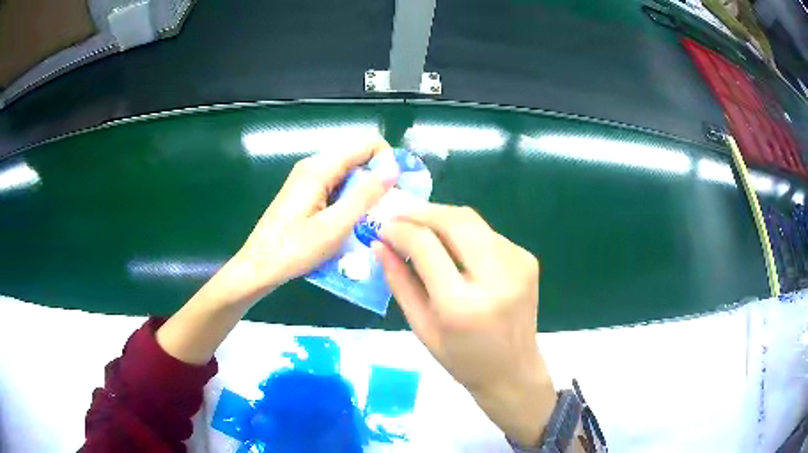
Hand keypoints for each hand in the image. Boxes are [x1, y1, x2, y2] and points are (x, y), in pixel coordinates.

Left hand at [156, 141, 395, 364]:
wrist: (258, 268)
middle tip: (388, 212)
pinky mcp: (305, 194)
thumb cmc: (293, 250)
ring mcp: (307, 180)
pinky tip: (352, 224)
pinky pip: (336, 189)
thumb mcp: (335, 226)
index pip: (366, 145)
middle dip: (378, 181)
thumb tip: (393, 167)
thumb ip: (365, 195)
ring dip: (364, 195)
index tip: (397, 191)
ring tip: (373, 222)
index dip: (387, 162)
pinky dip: (349, 202)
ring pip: (348, 176)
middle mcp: (313, 167)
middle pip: (357, 160)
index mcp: (319, 168)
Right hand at [373, 204, 555, 444]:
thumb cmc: (462, 359)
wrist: (513, 370)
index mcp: (462, 305)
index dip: (400, 229)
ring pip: (472, 220)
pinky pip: (488, 233)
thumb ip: (399, 282)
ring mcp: (517, 265)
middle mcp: (496, 278)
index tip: (384, 227)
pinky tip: (453, 248)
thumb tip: (380, 243)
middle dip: (422, 212)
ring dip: (441, 218)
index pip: (425, 246)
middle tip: (399, 216)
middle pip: (454, 220)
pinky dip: (464, 233)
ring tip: (420, 228)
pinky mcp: (528, 259)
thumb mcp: (421, 327)